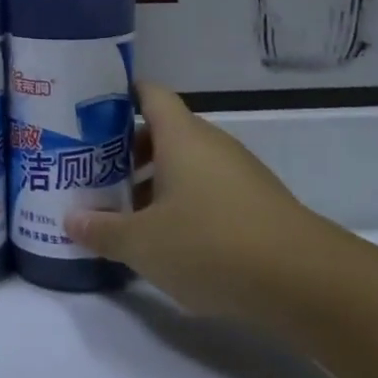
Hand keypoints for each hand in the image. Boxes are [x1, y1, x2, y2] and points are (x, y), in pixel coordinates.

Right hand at [66, 82, 344, 320]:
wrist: (307, 284)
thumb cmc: (211, 245)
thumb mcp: (142, 244)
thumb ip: (102, 230)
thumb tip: (70, 220)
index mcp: (181, 137)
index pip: (150, 94)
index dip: (120, 96)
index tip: (89, 112)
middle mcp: (211, 146)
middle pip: (163, 133)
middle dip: (127, 151)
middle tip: (93, 172)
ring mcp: (239, 175)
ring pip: (186, 166)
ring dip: (154, 183)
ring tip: (123, 212)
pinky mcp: (257, 207)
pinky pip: (208, 192)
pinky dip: (183, 205)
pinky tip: (167, 240)